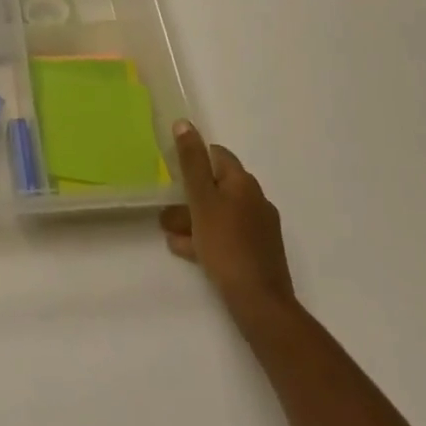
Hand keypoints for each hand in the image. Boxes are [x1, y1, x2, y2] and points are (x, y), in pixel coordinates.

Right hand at [161, 119, 294, 317]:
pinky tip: (187, 251)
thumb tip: (184, 123)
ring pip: (220, 213)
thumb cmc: (226, 244)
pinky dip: (207, 237)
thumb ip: (191, 162)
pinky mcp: (259, 252)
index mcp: (243, 181)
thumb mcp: (201, 199)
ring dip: (194, 219)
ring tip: (169, 234)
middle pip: (217, 186)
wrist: (260, 302)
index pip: (217, 155)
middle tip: (165, 211)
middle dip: (189, 196)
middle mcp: (255, 198)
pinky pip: (228, 235)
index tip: (173, 172)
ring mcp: (260, 227)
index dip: (194, 159)